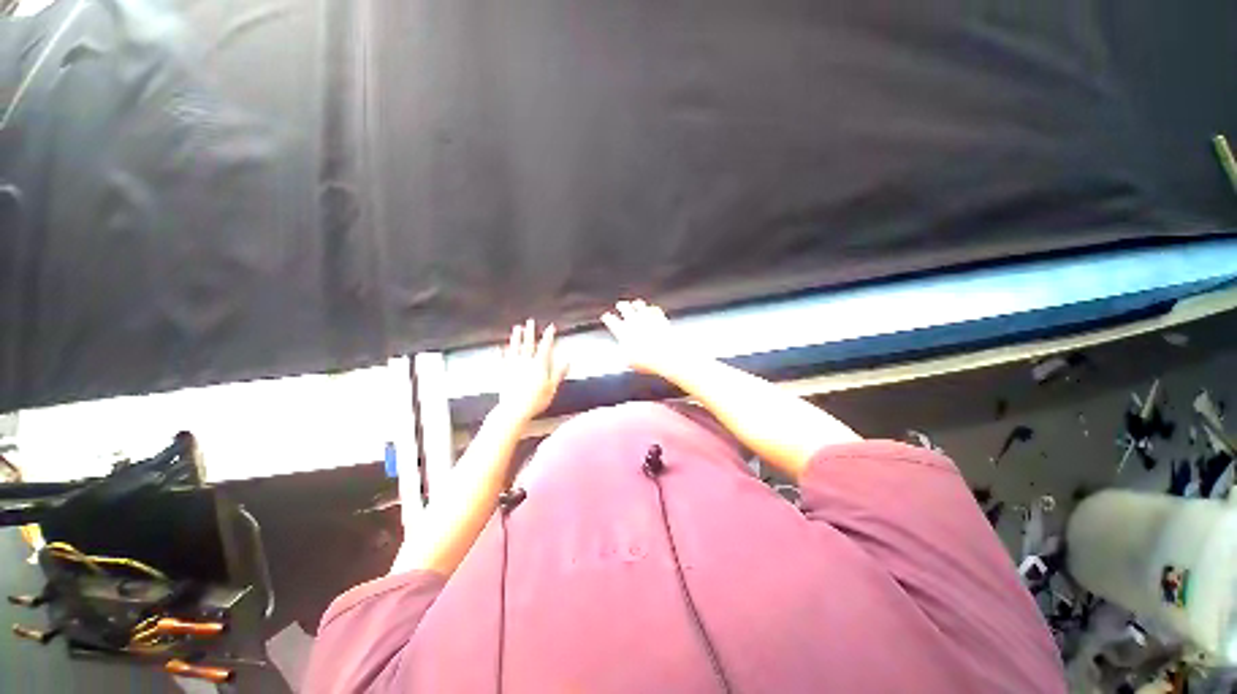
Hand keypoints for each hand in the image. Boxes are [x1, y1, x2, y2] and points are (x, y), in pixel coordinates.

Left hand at [496, 319, 567, 422]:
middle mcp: (525, 362)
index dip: (549, 336)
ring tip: (517, 328)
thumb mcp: (552, 388)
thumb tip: (567, 361)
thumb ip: (559, 373)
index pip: (545, 347)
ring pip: (515, 348)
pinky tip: (500, 347)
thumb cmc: (536, 400)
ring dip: (516, 337)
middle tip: (531, 321)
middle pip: (529, 344)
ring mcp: (513, 366)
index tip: (551, 327)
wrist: (514, 410)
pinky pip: (502, 359)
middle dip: (531, 332)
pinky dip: (502, 352)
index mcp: (539, 365)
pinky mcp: (503, 373)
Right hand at [601, 300, 687, 377]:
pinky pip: (654, 309)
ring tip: (636, 304)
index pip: (611, 321)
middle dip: (621, 306)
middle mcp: (634, 322)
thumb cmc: (647, 361)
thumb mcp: (630, 362)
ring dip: (637, 305)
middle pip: (625, 308)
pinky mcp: (660, 318)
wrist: (667, 356)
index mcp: (623, 332)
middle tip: (620, 305)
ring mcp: (648, 318)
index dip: (608, 318)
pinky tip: (652, 309)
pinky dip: (652, 309)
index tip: (606, 316)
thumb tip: (621, 355)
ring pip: (640, 305)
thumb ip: (624, 355)